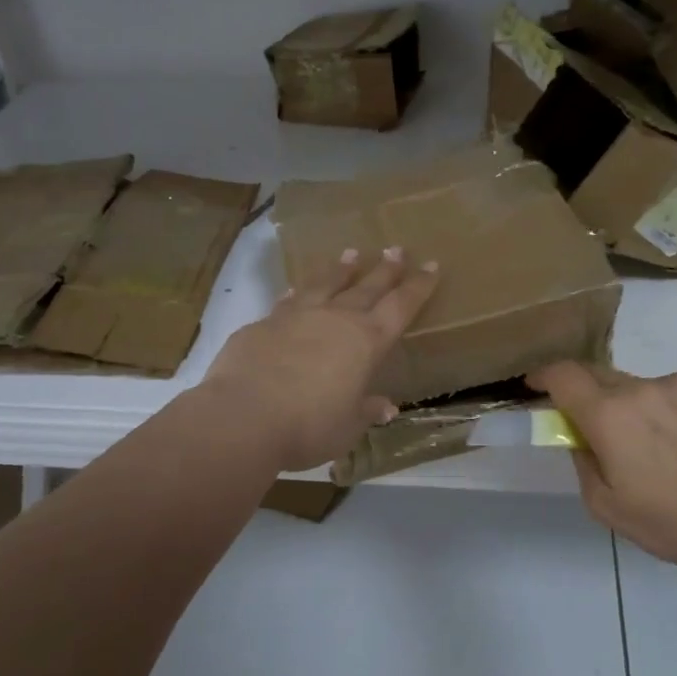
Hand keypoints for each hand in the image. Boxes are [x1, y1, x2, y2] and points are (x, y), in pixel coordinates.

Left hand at [199, 247, 438, 471]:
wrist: (244, 415)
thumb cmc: (309, 425)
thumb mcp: (347, 426)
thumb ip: (365, 411)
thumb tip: (386, 407)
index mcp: (366, 341)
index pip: (401, 306)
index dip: (419, 286)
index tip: (432, 266)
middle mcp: (336, 319)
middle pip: (367, 286)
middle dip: (385, 269)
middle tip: (396, 248)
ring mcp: (297, 316)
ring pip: (326, 284)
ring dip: (341, 270)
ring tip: (351, 255)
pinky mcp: (264, 323)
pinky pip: (288, 301)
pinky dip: (297, 293)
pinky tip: (296, 289)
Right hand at [528, 363, 676, 568]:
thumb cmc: (667, 522)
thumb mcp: (603, 505)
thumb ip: (581, 460)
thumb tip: (579, 435)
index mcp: (607, 414)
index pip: (563, 375)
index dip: (545, 375)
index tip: (538, 384)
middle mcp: (641, 388)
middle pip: (602, 376)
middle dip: (593, 395)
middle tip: (604, 427)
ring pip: (647, 386)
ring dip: (642, 407)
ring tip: (665, 446)